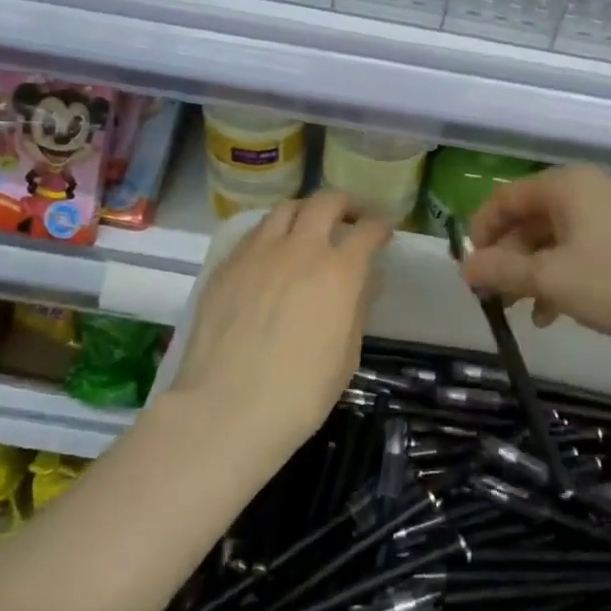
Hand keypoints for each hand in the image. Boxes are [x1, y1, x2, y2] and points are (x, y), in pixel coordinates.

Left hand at [167, 190, 391, 469]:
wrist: (226, 409)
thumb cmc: (299, 394)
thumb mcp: (346, 355)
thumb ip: (357, 306)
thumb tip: (366, 277)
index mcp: (338, 272)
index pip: (366, 231)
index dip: (379, 226)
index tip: (383, 230)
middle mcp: (300, 249)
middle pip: (326, 202)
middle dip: (345, 204)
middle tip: (351, 216)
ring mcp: (259, 252)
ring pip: (286, 208)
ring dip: (306, 211)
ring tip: (310, 226)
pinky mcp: (228, 264)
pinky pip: (255, 232)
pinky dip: (273, 231)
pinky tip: (273, 251)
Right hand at [460, 165, 610, 357]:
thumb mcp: (550, 279)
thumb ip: (501, 270)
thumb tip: (464, 268)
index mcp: (567, 184)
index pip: (506, 197)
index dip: (481, 230)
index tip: (468, 267)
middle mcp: (591, 189)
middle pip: (532, 217)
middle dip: (508, 256)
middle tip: (493, 294)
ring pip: (558, 238)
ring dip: (533, 272)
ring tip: (524, 311)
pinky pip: (585, 251)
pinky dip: (563, 276)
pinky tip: (557, 313)